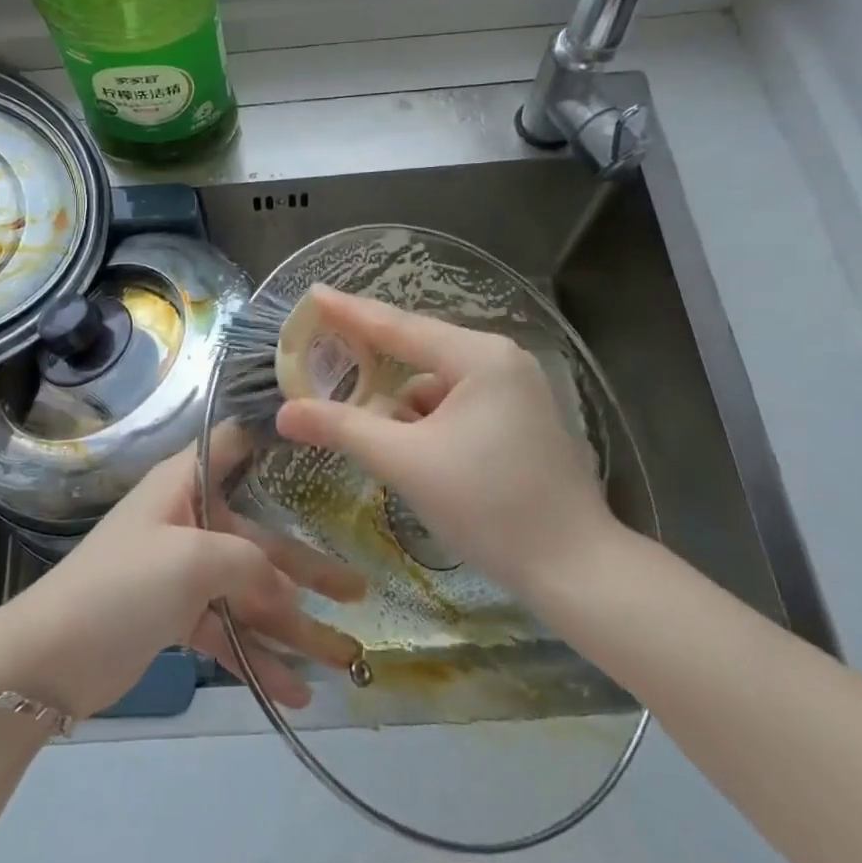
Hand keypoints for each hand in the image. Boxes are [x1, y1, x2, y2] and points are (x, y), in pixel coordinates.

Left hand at [0, 429, 364, 719]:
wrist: (47, 661)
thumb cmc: (122, 587)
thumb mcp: (193, 561)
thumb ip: (250, 563)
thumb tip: (284, 589)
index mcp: (184, 485)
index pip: (232, 443)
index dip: (272, 439)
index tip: (322, 445)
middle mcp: (188, 520)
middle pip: (259, 539)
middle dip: (309, 571)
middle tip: (360, 593)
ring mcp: (182, 572)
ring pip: (249, 592)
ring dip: (293, 628)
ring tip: (343, 659)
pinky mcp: (176, 618)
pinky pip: (228, 631)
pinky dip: (258, 658)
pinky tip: (295, 692)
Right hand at [275, 285, 617, 603]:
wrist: (575, 569)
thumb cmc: (490, 506)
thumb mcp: (406, 463)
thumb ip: (344, 428)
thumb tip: (286, 411)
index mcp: (479, 357)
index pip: (398, 325)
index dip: (349, 311)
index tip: (313, 294)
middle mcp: (501, 361)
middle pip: (418, 351)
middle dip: (372, 363)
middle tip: (325, 358)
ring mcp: (515, 390)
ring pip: (436, 385)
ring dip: (401, 406)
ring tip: (372, 434)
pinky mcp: (520, 420)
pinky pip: (456, 406)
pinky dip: (427, 423)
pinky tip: (413, 453)